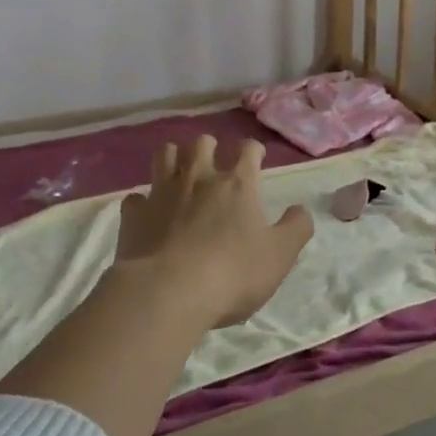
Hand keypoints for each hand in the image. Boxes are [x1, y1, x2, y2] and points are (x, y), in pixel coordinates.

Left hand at [115, 135, 314, 327]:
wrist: (168, 293)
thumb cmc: (232, 273)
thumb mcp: (280, 256)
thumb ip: (296, 228)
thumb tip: (300, 210)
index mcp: (238, 184)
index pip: (248, 150)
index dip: (253, 150)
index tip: (255, 158)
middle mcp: (199, 178)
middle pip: (202, 142)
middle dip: (209, 147)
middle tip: (214, 164)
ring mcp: (162, 192)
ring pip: (165, 154)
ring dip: (174, 158)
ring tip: (179, 173)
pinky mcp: (134, 214)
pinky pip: (136, 197)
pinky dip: (143, 202)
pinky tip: (148, 213)